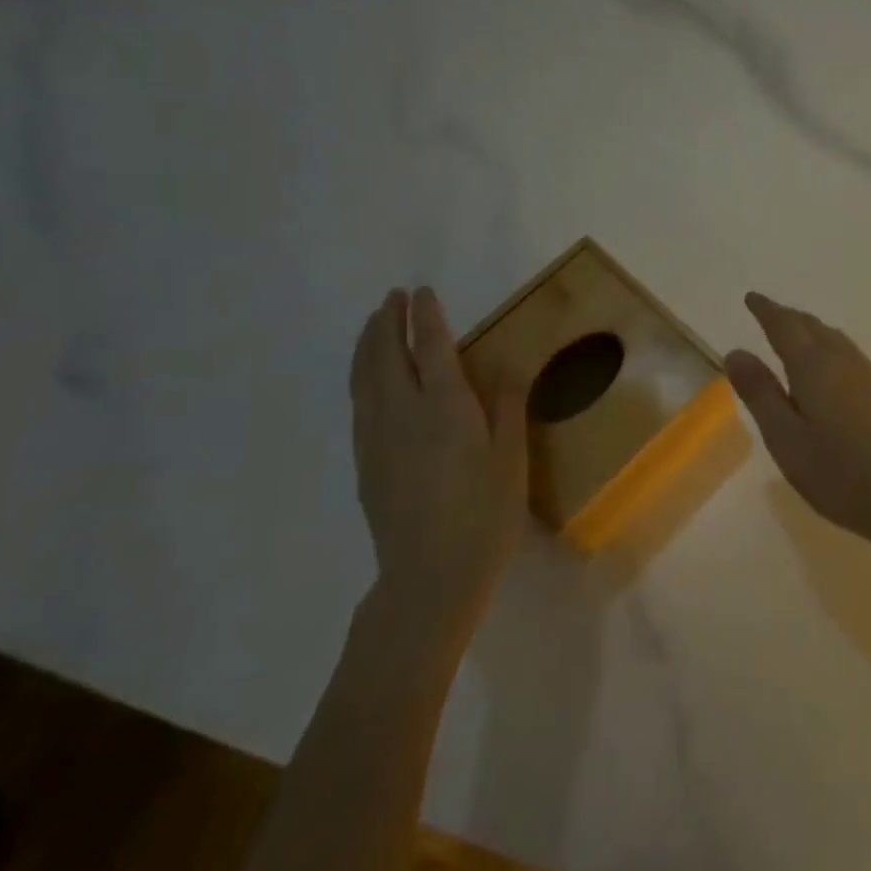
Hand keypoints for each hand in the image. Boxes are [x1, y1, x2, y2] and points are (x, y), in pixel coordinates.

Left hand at [350, 288, 527, 625]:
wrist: (429, 578)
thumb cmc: (484, 515)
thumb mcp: (511, 459)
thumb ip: (508, 406)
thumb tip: (508, 364)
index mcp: (445, 406)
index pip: (430, 347)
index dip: (426, 316)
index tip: (422, 292)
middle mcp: (403, 412)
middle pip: (386, 355)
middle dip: (388, 321)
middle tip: (392, 298)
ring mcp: (377, 438)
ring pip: (364, 377)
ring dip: (368, 344)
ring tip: (373, 325)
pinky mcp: (366, 462)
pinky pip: (359, 403)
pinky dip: (361, 377)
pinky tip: (368, 380)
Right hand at [725, 292, 870, 544]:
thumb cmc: (838, 473)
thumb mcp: (785, 438)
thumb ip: (760, 393)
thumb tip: (736, 351)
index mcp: (814, 367)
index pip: (785, 326)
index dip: (766, 310)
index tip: (751, 298)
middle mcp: (844, 361)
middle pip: (813, 326)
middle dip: (788, 316)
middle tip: (769, 313)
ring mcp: (870, 376)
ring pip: (835, 338)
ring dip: (812, 330)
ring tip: (797, 335)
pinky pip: (849, 354)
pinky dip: (830, 346)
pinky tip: (831, 368)